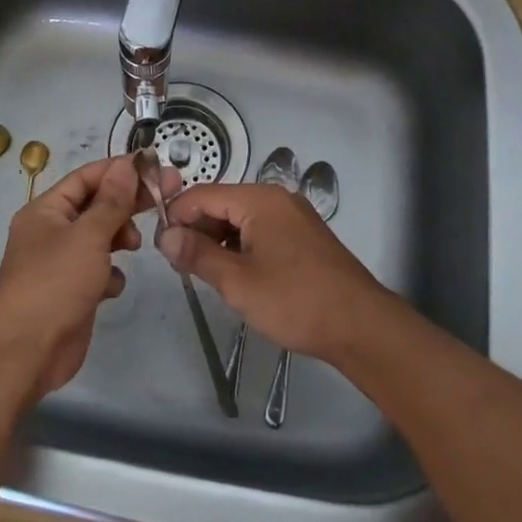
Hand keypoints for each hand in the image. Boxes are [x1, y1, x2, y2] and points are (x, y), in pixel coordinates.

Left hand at [0, 156, 178, 402]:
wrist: (25, 352)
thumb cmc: (54, 283)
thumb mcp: (88, 236)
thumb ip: (112, 201)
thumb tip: (127, 165)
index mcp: (46, 210)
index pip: (87, 178)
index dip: (120, 170)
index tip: (155, 167)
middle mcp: (52, 232)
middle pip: (96, 206)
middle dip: (127, 203)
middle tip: (166, 196)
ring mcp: (62, 264)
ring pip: (99, 239)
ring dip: (119, 238)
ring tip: (133, 245)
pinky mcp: (72, 293)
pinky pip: (98, 272)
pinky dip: (110, 275)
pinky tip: (112, 286)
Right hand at [157, 182, 393, 361]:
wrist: (361, 326)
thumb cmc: (295, 300)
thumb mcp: (238, 282)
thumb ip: (197, 255)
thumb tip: (165, 235)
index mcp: (259, 199)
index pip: (203, 195)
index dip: (177, 217)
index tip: (161, 248)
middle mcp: (276, 198)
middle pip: (222, 203)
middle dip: (198, 230)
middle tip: (181, 266)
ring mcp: (293, 216)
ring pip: (241, 219)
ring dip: (219, 241)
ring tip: (206, 274)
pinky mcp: (303, 236)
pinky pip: (260, 230)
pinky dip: (242, 247)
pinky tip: (237, 275)